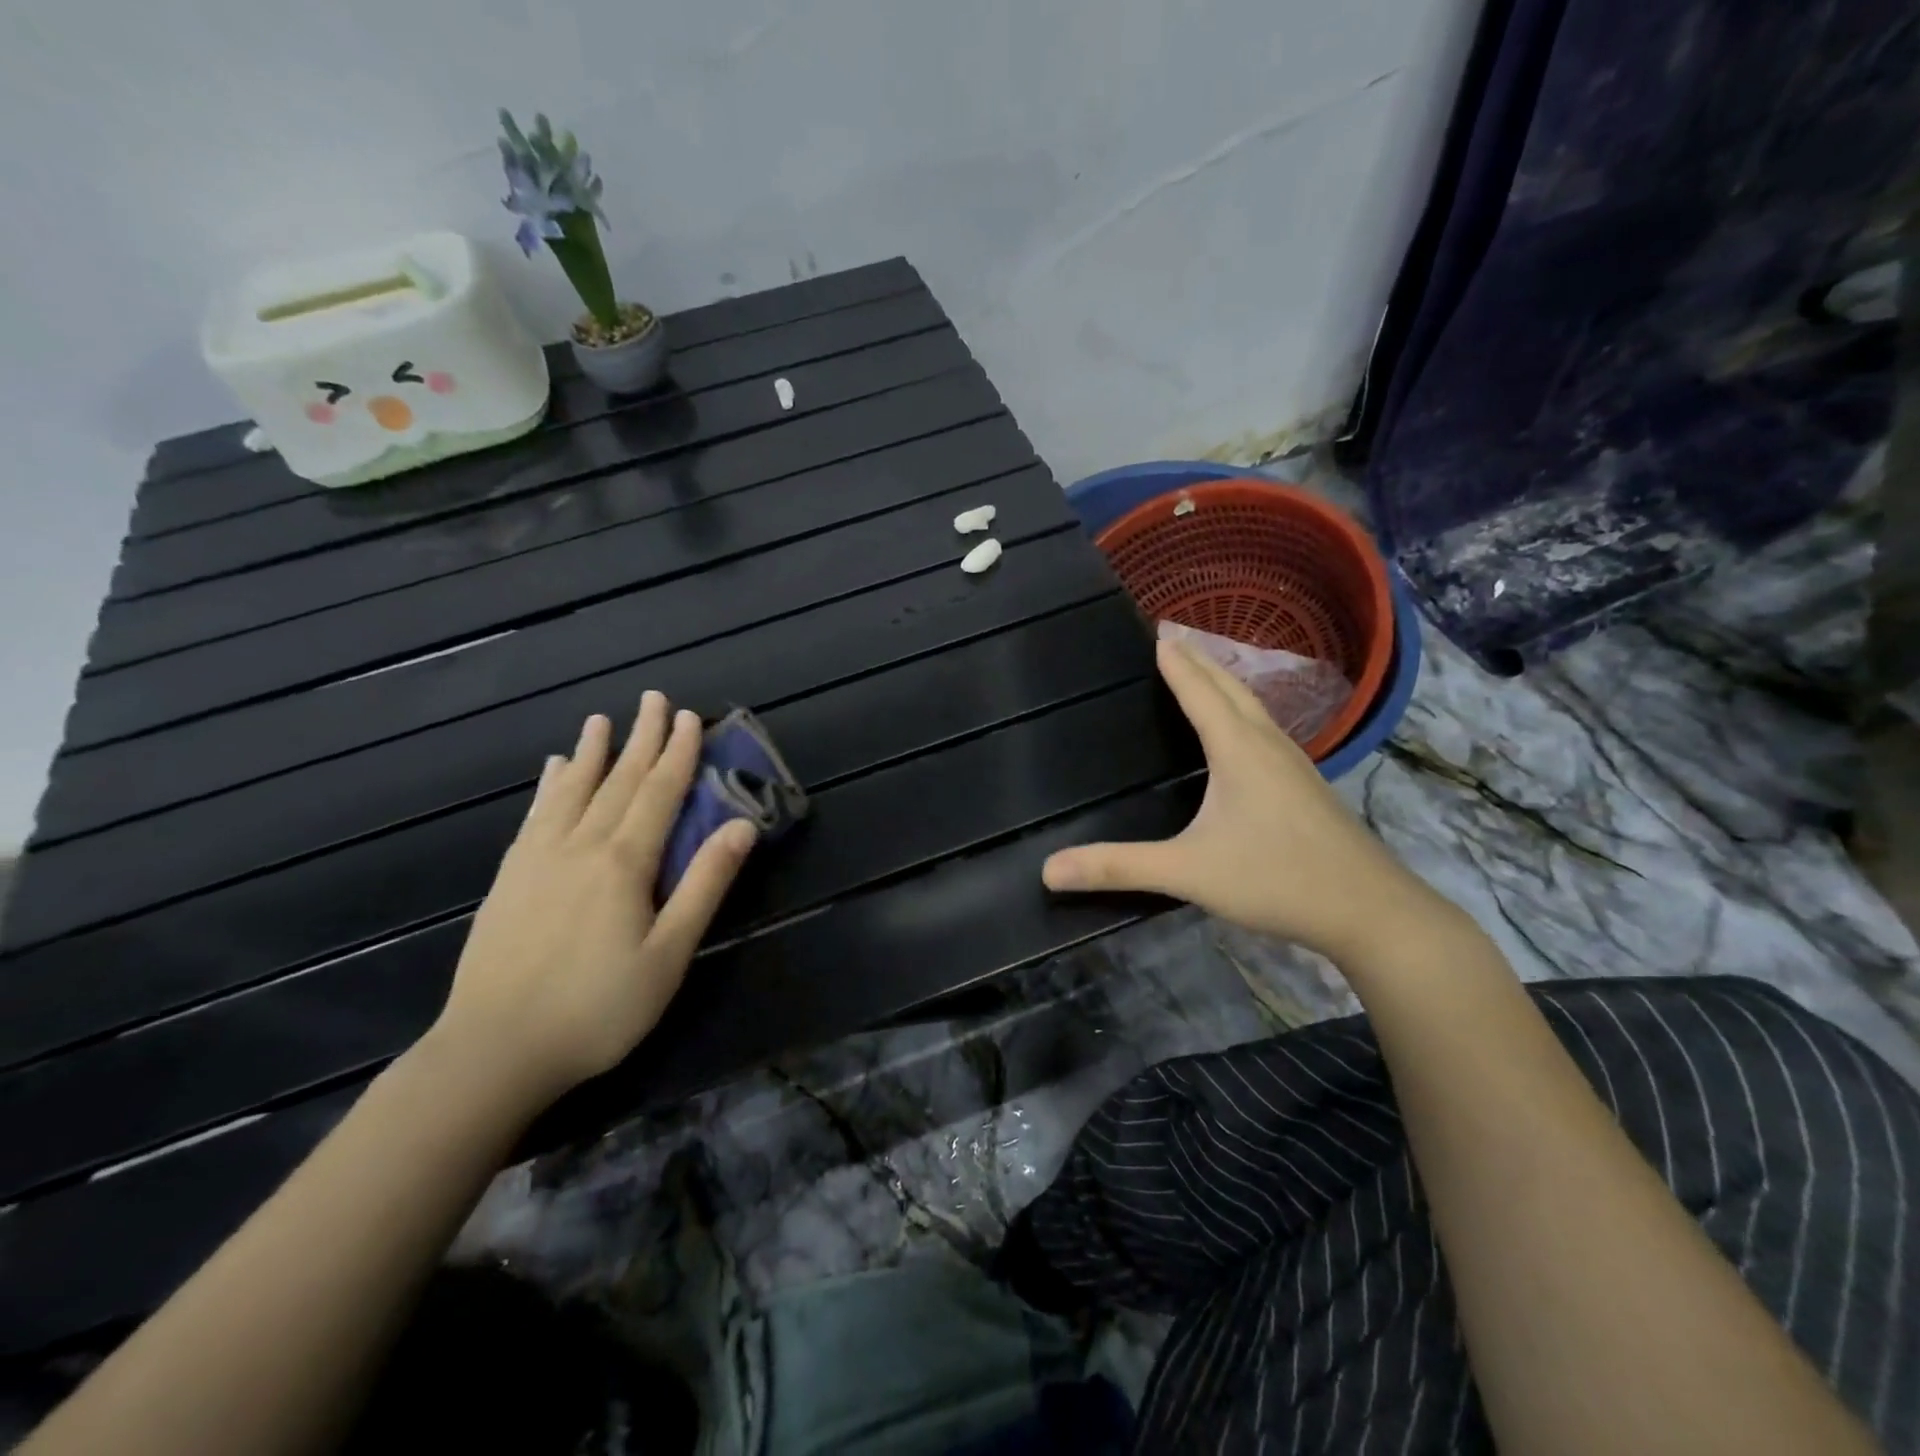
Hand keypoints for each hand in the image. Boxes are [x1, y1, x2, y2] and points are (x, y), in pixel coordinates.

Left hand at [430, 693, 756, 1103]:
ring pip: (572, 790)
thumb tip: (741, 827)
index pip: (660, 792)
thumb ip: (705, 885)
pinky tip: (554, 771)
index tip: (690, 717)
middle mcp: (580, 846)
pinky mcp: (510, 878)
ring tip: (602, 719)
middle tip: (654, 699)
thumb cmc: (598, 1008)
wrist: (494, 1050)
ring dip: (593, 752)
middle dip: (641, 738)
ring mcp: (538, 859)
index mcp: (624, 862)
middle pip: (619, 780)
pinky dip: (550, 786)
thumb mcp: (670, 953)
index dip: (679, 753)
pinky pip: (535, 815)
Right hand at [1042, 640, 1452, 962]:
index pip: (1199, 690)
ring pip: (1253, 707)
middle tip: (1171, 636)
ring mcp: (1293, 764)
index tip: (1156, 631)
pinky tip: (1242, 734)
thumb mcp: (1188, 873)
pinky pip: (1265, 730)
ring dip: (1224, 682)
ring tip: (1201, 671)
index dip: (1176, 661)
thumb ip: (1119, 867)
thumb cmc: (1276, 879)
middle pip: (1229, 688)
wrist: (1371, 911)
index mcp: (1238, 748)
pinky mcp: (1306, 786)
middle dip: (1199, 660)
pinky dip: (1242, 712)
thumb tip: (1049, 869)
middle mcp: (1267, 744)